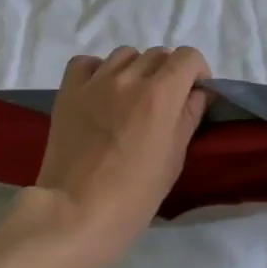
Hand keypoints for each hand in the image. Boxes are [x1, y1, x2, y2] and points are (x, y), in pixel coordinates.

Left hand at [29, 45, 210, 267]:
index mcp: (160, 95)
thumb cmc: (134, 195)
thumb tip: (198, 93)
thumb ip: (188, 118)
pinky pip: (86, 63)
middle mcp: (129, 78)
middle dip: (168, 73)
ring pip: (125, 54)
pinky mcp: (68, 91)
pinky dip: (98, 71)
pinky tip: (100, 93)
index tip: (193, 94)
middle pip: (158, 54)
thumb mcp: (173, 159)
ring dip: (135, 70)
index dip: (196, 72)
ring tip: (130, 98)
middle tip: (164, 103)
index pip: (188, 57)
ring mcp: (94, 82)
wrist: (75, 213)